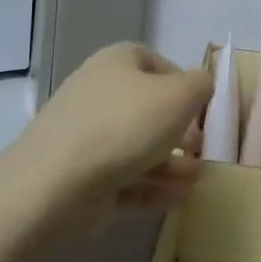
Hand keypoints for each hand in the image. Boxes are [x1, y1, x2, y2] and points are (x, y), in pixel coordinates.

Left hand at [21, 43, 213, 224]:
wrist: (55, 184)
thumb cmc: (125, 125)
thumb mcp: (180, 96)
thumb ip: (201, 86)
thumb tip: (201, 86)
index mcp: (117, 62)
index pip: (157, 64)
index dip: (185, 85)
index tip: (204, 112)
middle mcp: (98, 93)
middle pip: (147, 109)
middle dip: (180, 131)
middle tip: (202, 151)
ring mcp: (86, 137)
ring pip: (138, 147)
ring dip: (172, 164)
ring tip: (199, 181)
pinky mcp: (80, 178)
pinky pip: (125, 178)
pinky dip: (153, 187)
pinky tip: (181, 199)